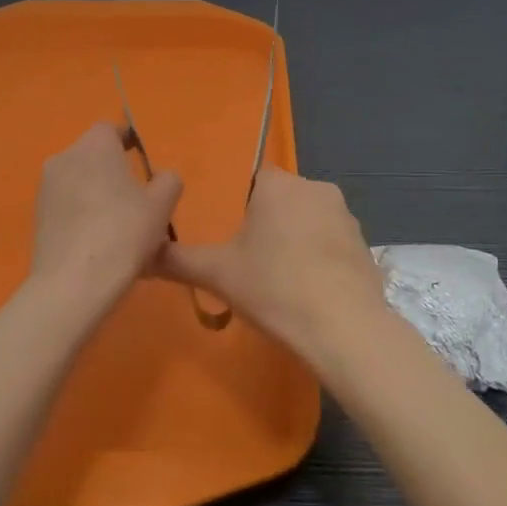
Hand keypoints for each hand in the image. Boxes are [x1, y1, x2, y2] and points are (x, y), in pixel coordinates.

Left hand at [29, 122, 182, 311]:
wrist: (73, 283)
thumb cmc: (123, 233)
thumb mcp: (161, 206)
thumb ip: (168, 181)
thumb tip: (162, 176)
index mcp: (94, 146)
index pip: (110, 129)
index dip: (126, 141)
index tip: (140, 159)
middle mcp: (64, 157)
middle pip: (92, 154)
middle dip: (111, 168)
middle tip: (134, 196)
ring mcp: (45, 188)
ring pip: (77, 179)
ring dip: (94, 191)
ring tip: (116, 222)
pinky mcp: (36, 216)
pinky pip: (65, 203)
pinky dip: (80, 212)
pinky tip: (96, 239)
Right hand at [159, 167, 383, 359]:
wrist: (343, 327)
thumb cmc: (274, 287)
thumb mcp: (217, 274)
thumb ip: (176, 259)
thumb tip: (141, 253)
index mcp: (277, 184)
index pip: (252, 178)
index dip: (240, 207)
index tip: (231, 236)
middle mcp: (314, 186)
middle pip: (281, 198)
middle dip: (267, 223)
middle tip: (250, 261)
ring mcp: (345, 214)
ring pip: (308, 219)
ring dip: (295, 239)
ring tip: (280, 280)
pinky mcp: (364, 243)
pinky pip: (331, 242)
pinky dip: (319, 258)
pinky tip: (309, 290)